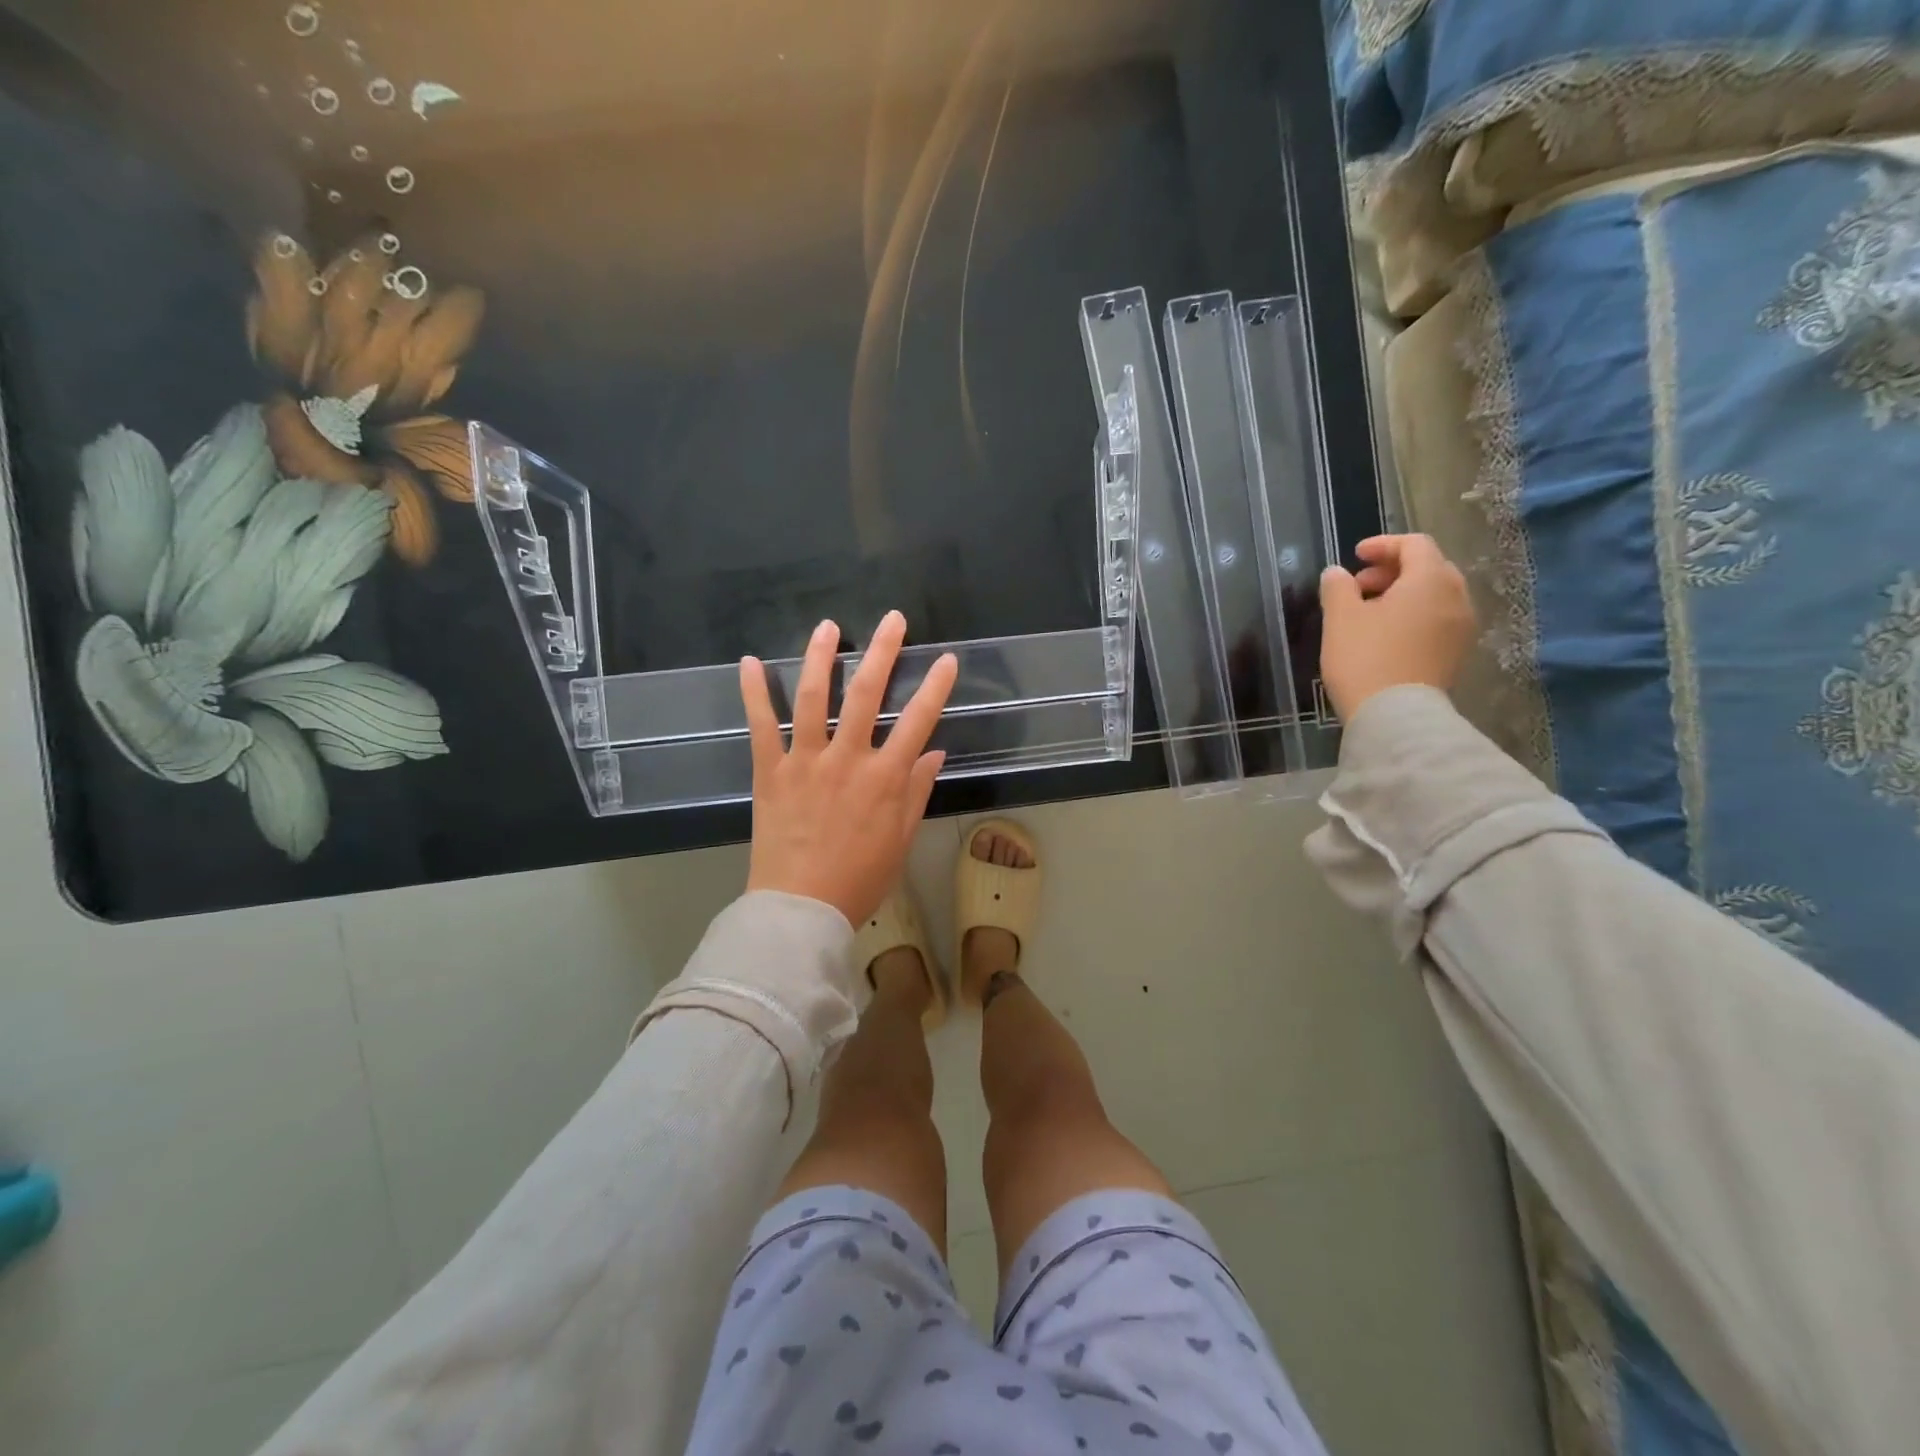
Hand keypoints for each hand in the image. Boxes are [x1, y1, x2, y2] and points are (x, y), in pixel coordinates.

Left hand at [740, 611, 958, 926]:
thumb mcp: (900, 839)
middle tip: (892, 619)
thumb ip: (916, 791)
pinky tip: (751, 662)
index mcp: (885, 778)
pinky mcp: (770, 771)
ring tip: (828, 627)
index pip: (918, 721)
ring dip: (821, 657)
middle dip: (882, 652)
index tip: (946, 659)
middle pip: (867, 694)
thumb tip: (935, 751)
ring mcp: (805, 761)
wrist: (800, 909)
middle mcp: (847, 759)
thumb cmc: (858, 879)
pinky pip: (762, 725)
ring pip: (814, 698)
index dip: (935, 687)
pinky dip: (754, 692)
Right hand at [1318, 534, 1473, 721]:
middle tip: (1359, 585)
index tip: (1355, 555)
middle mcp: (1456, 597)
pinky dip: (1414, 614)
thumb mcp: (1340, 619)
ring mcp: (1461, 627)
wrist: (1395, 716)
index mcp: (1430, 580)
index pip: (1415, 544)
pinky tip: (1387, 633)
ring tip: (1369, 611)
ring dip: (1403, 593)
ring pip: (1435, 595)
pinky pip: (1438, 619)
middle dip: (1393, 569)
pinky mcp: (1456, 652)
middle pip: (1429, 567)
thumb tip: (1336, 573)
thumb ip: (1337, 588)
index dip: (1383, 544)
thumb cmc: (1365, 659)